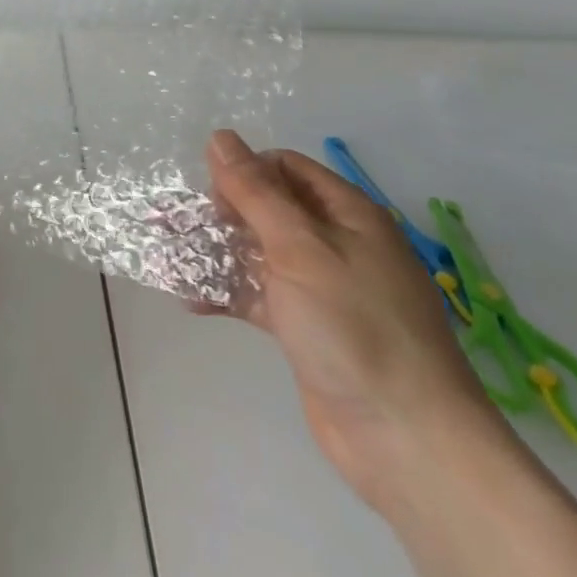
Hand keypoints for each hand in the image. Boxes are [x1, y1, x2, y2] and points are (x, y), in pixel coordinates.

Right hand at [205, 129, 509, 512]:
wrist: (406, 440)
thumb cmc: (354, 326)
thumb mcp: (299, 248)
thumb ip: (255, 192)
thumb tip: (220, 137)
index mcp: (347, 213)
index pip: (286, 168)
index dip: (245, 172)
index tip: (212, 197)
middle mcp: (335, 243)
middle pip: (269, 209)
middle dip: (222, 213)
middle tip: (178, 225)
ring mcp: (320, 289)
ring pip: (259, 253)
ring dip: (218, 253)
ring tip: (171, 258)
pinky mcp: (306, 329)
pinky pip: (260, 297)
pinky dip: (229, 294)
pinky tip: (192, 300)